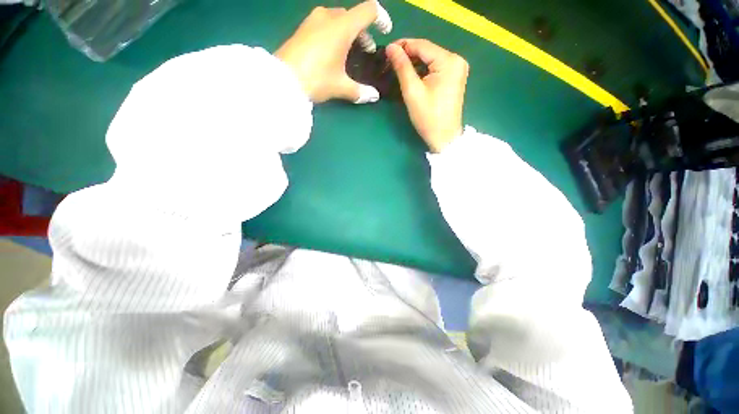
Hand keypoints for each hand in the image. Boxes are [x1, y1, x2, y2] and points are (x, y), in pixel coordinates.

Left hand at [276, 1, 391, 103]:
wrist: (282, 79)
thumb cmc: (316, 79)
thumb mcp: (340, 86)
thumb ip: (360, 91)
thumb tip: (374, 97)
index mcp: (343, 26)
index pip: (369, 10)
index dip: (381, 19)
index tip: (385, 32)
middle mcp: (329, 16)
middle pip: (353, 16)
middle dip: (363, 32)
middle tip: (366, 51)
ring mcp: (313, 20)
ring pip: (338, 19)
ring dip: (349, 32)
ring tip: (350, 52)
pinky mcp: (302, 28)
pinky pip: (325, 24)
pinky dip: (334, 33)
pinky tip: (332, 52)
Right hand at [386, 39, 468, 152]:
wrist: (444, 137)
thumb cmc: (428, 117)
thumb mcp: (412, 92)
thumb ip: (402, 67)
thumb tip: (391, 48)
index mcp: (449, 61)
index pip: (422, 45)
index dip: (403, 45)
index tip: (386, 50)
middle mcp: (456, 60)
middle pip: (427, 51)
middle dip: (408, 55)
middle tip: (390, 62)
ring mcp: (457, 69)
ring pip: (431, 59)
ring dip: (415, 63)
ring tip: (398, 69)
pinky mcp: (454, 78)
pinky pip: (436, 68)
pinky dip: (423, 70)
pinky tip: (412, 75)